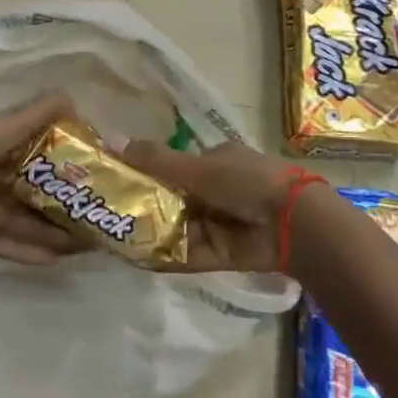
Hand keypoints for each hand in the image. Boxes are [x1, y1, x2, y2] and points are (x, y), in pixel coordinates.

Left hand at [0, 93, 89, 265]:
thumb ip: (34, 116)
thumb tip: (73, 97)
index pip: (34, 152)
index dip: (62, 164)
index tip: (92, 175)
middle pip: (28, 190)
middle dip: (59, 204)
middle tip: (93, 217)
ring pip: (17, 218)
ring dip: (46, 231)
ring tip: (82, 244)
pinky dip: (23, 249)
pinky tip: (54, 260)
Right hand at [120, 140, 296, 274]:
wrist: (292, 224)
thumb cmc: (246, 181)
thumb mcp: (197, 166)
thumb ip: (155, 160)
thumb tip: (110, 141)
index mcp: (215, 162)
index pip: (173, 167)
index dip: (146, 172)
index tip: (114, 179)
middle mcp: (214, 192)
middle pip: (171, 200)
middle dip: (143, 206)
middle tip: (106, 211)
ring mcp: (216, 224)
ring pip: (175, 228)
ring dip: (149, 232)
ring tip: (109, 236)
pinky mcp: (218, 253)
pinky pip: (185, 254)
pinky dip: (163, 256)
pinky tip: (132, 257)